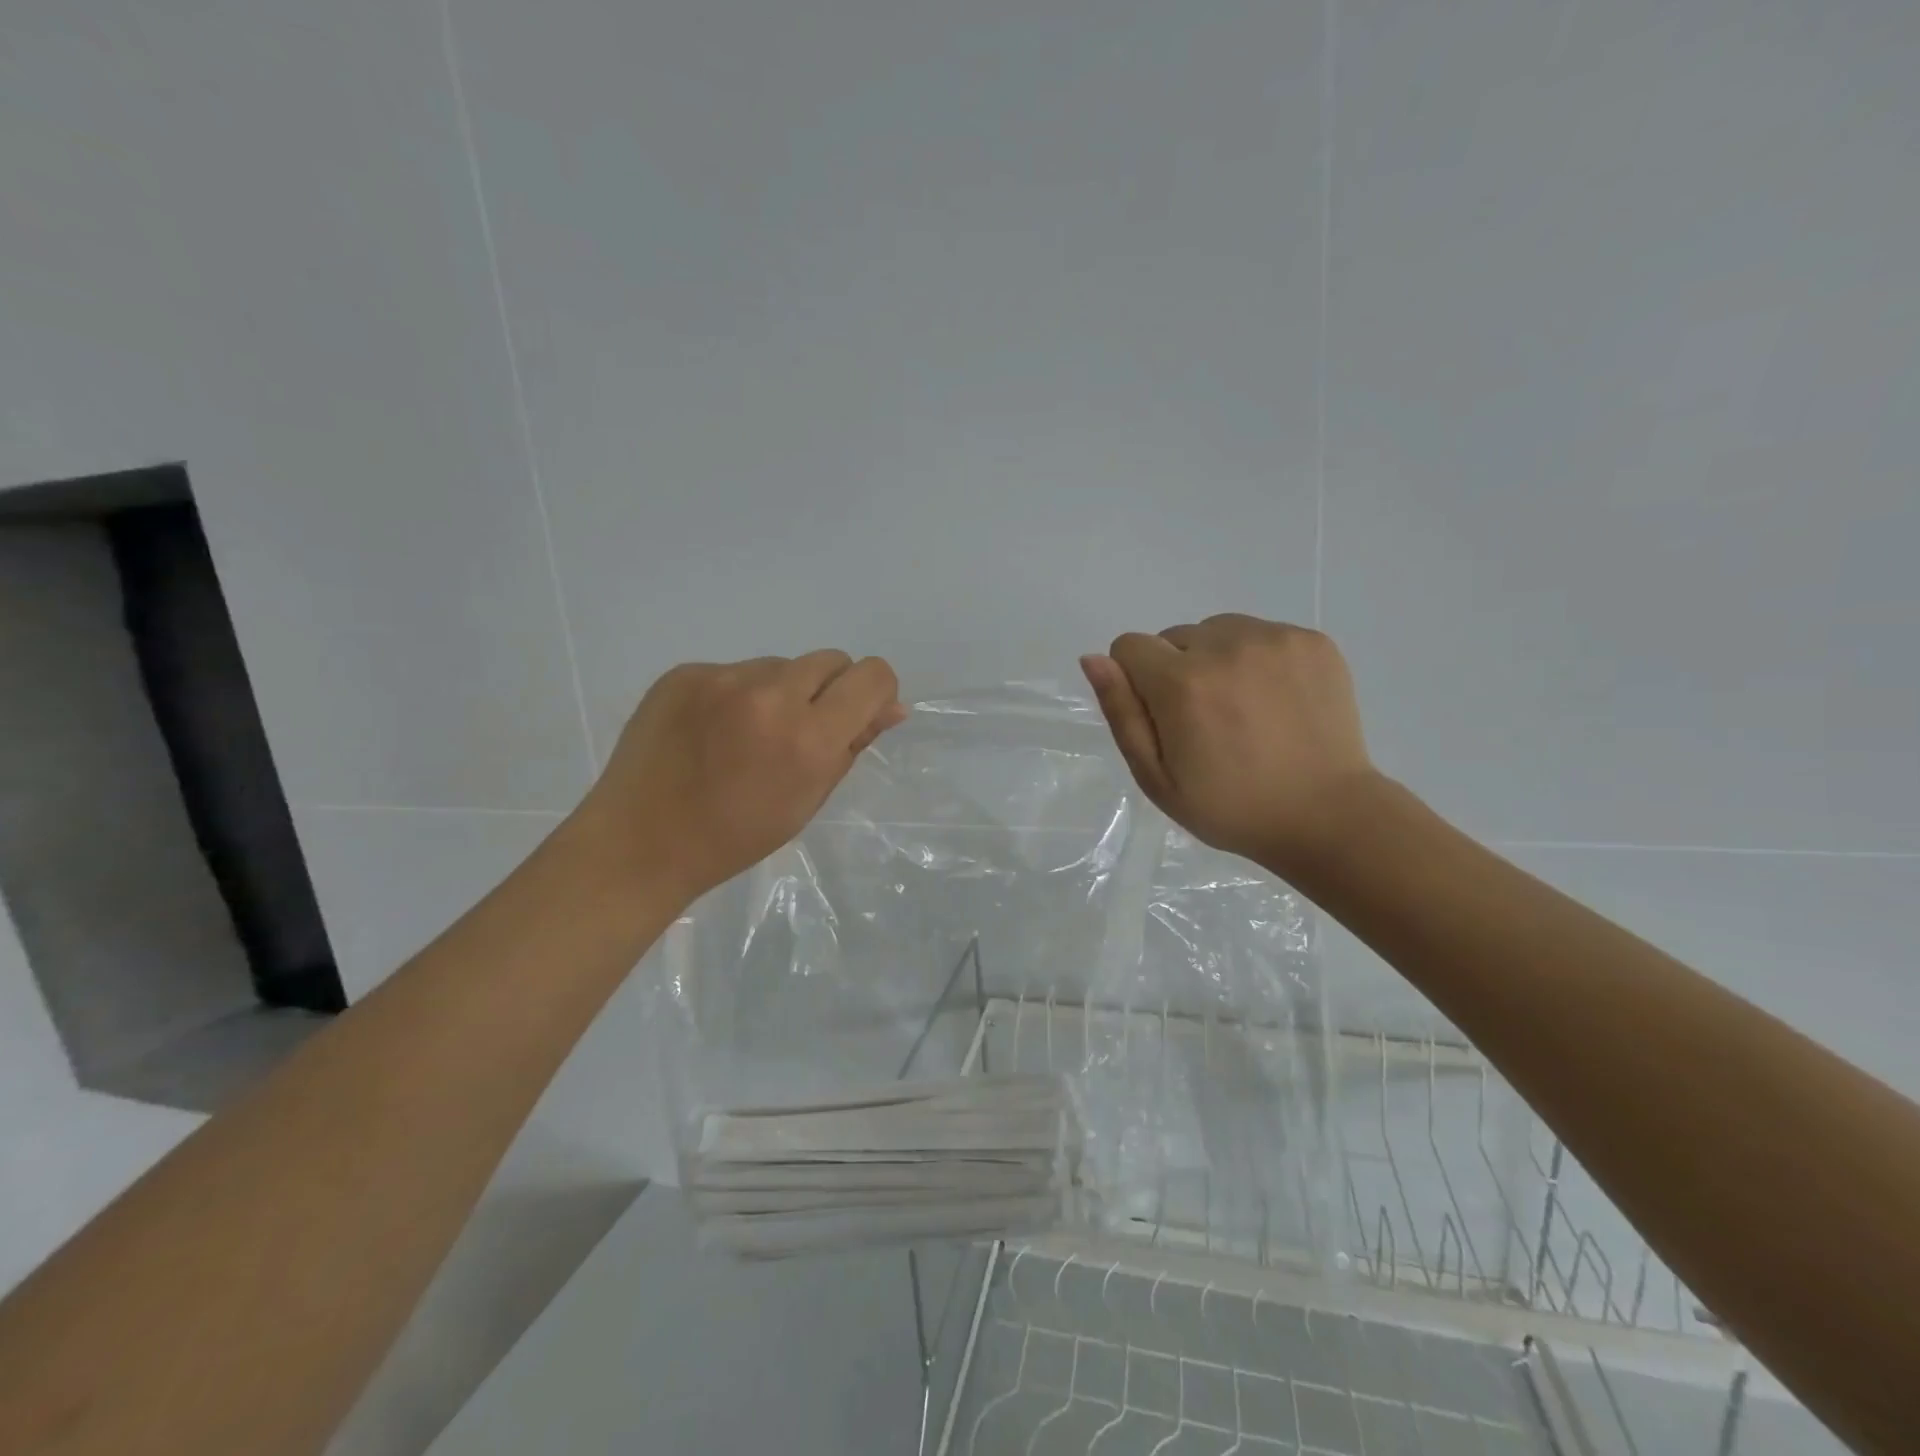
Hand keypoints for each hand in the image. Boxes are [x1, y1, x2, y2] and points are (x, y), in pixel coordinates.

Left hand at [577, 652, 906, 903]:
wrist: (640, 843)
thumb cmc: (736, 836)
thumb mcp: (809, 799)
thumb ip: (853, 745)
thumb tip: (892, 708)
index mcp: (808, 738)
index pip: (871, 676)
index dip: (875, 693)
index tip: (858, 716)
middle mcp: (768, 696)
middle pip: (830, 661)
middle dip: (829, 691)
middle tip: (800, 732)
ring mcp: (721, 678)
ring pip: (780, 666)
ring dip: (781, 692)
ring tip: (746, 736)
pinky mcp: (685, 673)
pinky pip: (735, 671)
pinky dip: (737, 695)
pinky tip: (712, 731)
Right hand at [1080, 614, 1377, 874]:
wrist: (1326, 816)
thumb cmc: (1229, 807)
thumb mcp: (1156, 777)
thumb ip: (1122, 713)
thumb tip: (1093, 659)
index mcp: (1182, 683)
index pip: (1129, 646)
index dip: (1135, 682)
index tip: (1162, 718)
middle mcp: (1227, 646)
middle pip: (1173, 637)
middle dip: (1176, 671)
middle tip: (1206, 721)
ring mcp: (1275, 639)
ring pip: (1218, 631)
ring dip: (1216, 659)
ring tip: (1242, 709)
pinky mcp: (1312, 641)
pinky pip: (1261, 633)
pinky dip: (1258, 659)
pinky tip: (1274, 701)